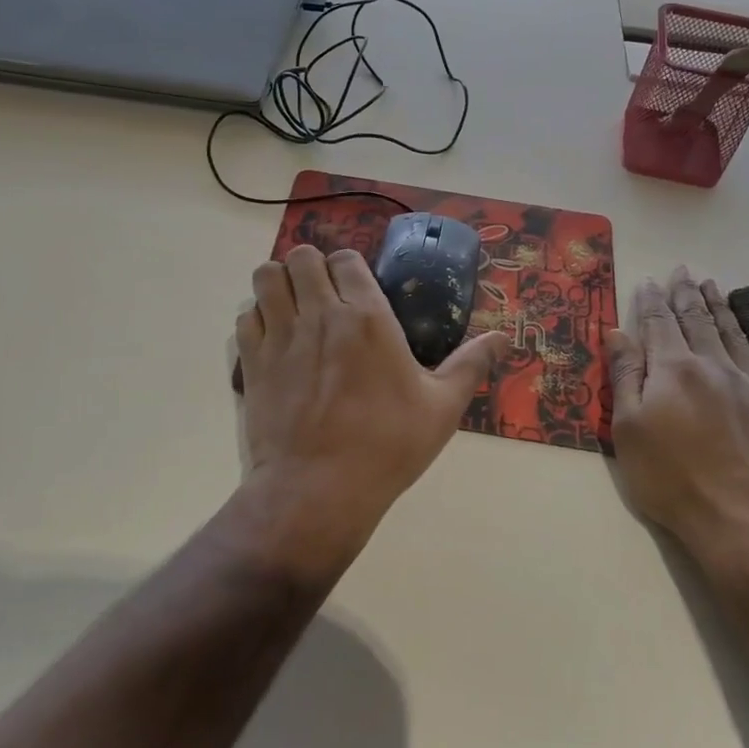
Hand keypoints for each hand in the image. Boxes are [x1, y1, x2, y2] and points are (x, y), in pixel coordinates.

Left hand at [234, 245, 507, 577]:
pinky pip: (245, 315)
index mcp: (366, 316)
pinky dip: (256, 316)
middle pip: (301, 257)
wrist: (317, 490)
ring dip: (279, 282)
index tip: (356, 286)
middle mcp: (319, 314)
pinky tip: (272, 338)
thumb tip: (504, 337)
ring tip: (293, 305)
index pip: (346, 259)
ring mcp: (280, 336)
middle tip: (323, 293)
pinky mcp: (252, 361)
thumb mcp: (442, 408)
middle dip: (311, 266)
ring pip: (266, 277)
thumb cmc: (386, 446)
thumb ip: (471, 365)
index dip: (349, 266)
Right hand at [607, 268, 748, 576]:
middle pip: (697, 321)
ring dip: (722, 308)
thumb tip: (617, 331)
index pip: (659, 324)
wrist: (746, 530)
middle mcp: (715, 367)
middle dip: (686, 294)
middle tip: (682, 270)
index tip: (649, 280)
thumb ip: (625, 376)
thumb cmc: (672, 482)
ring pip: (735, 335)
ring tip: (713, 285)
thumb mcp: (629, 430)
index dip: (651, 301)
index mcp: (674, 370)